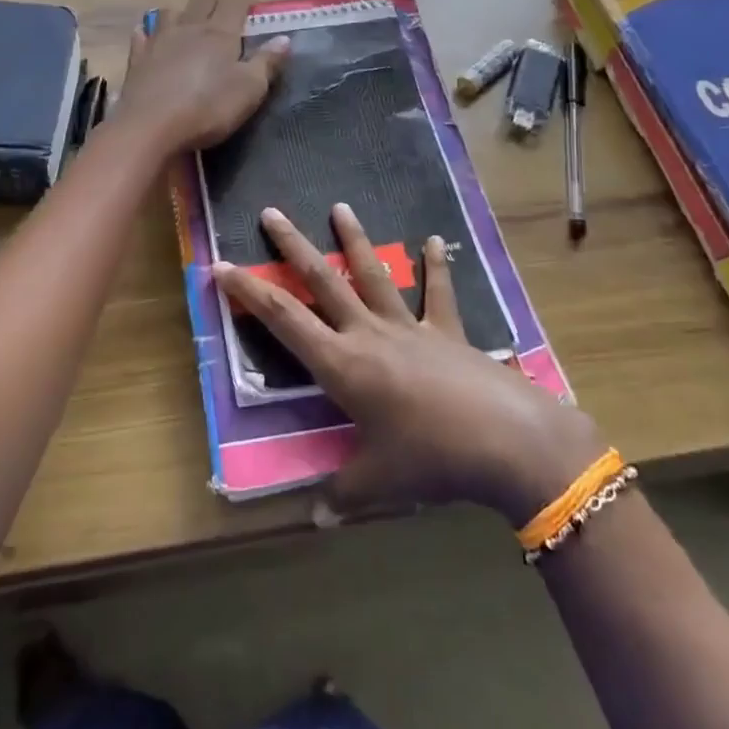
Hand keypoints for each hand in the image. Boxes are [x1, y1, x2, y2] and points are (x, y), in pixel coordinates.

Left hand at [116, 0, 287, 152]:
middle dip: (215, 1)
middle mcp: (189, 28)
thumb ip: (267, 62)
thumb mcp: (249, 90)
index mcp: (220, 33)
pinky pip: (142, 35)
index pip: (234, 2)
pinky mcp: (137, 59)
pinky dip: (148, 31)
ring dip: (181, 12)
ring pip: (170, 11)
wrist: (151, 127)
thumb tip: (284, 38)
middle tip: (225, 13)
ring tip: (188, 23)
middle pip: (202, 0)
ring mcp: (158, 41)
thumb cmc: (208, 108)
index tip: (254, 1)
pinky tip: (150, 36)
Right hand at [211, 205, 602, 526]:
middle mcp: (369, 334)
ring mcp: (410, 327)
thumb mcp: (378, 482)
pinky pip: (438, 293)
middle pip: (322, 281)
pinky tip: (435, 240)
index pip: (283, 319)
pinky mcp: (447, 331)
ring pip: (373, 275)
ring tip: (340, 206)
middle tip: (272, 212)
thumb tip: (316, 522)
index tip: (221, 265)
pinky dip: (436, 266)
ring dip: (354, 240)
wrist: (507, 440)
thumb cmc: (431, 458)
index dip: (249, 292)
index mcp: (342, 365)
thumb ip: (341, 497)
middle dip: (292, 246)